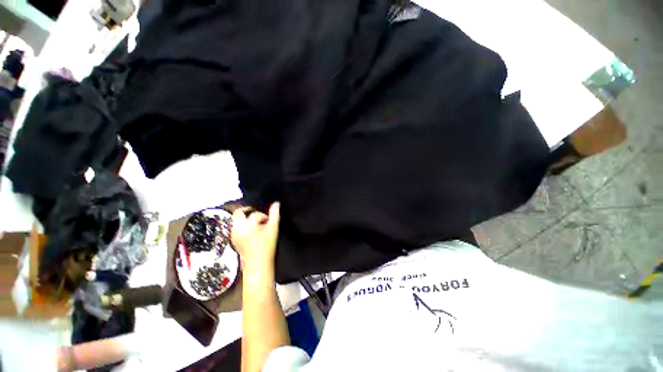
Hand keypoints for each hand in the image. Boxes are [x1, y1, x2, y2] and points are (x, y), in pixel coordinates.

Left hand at [231, 202, 279, 270]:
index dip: (263, 215)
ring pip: (236, 220)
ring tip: (256, 225)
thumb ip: (275, 214)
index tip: (268, 220)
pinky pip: (236, 228)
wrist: (258, 264)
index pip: (254, 214)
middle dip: (248, 211)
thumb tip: (276, 204)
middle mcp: (237, 229)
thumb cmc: (266, 248)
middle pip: (238, 213)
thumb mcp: (273, 229)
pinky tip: (252, 232)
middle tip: (258, 215)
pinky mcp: (233, 240)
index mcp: (246, 225)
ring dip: (246, 219)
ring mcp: (234, 235)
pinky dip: (243, 226)